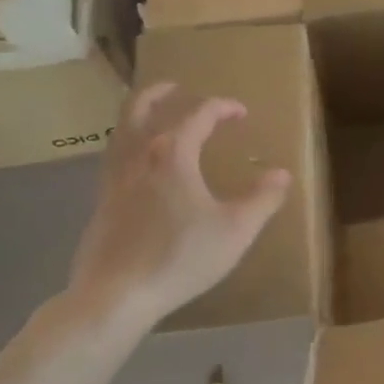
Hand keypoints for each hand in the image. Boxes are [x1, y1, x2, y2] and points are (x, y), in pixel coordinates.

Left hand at [65, 83, 290, 335]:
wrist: (115, 295)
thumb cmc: (181, 257)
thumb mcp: (236, 230)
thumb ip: (262, 199)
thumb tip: (282, 174)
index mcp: (172, 154)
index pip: (198, 114)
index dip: (222, 107)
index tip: (241, 112)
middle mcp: (138, 156)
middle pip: (140, 108)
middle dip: (160, 93)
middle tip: (176, 87)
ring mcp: (114, 179)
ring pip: (121, 131)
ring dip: (139, 116)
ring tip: (155, 119)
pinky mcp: (101, 203)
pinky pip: (114, 158)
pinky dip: (129, 146)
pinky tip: (141, 167)